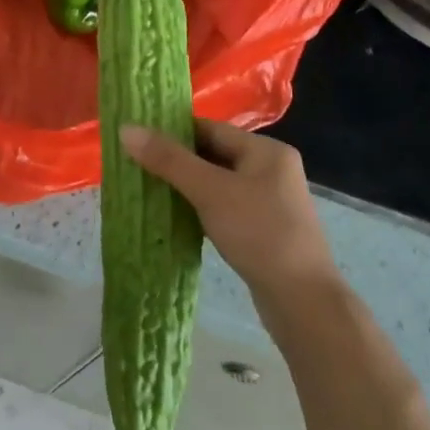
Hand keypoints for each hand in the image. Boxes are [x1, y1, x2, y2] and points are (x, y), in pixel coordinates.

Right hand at [119, 119, 336, 303]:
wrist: (302, 300)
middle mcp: (272, 169)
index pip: (210, 128)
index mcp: (266, 151)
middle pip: (214, 154)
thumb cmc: (258, 233)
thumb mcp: (210, 191)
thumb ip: (168, 159)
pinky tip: (176, 217)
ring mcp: (270, 201)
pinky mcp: (264, 229)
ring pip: (217, 183)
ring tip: (149, 190)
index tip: (138, 140)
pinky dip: (200, 207)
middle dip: (176, 161)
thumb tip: (127, 129)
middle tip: (137, 166)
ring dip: (186, 186)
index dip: (173, 132)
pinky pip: (224, 206)